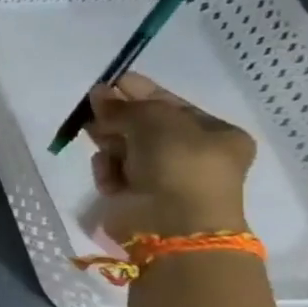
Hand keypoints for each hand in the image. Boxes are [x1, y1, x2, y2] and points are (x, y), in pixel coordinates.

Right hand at [88, 72, 254, 243]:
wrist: (173, 224)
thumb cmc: (179, 164)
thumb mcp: (157, 121)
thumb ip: (126, 105)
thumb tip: (99, 92)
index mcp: (215, 135)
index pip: (171, 105)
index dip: (141, 92)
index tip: (112, 81)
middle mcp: (192, 156)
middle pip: (144, 127)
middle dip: (119, 116)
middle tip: (92, 106)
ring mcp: (164, 179)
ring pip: (126, 149)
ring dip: (110, 142)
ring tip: (93, 135)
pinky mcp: (137, 197)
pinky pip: (116, 173)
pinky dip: (108, 170)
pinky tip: (108, 173)